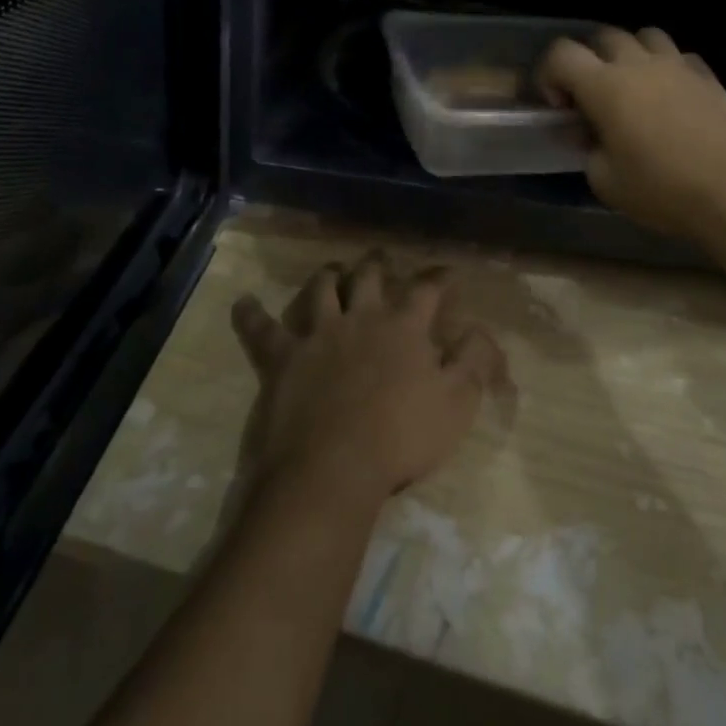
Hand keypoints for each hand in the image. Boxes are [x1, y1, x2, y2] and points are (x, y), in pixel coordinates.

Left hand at [229, 251, 507, 505]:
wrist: (334, 466)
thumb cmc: (402, 437)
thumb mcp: (456, 403)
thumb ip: (473, 361)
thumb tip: (482, 330)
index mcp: (404, 326)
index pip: (427, 289)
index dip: (439, 277)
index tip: (447, 274)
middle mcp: (361, 317)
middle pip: (370, 276)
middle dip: (379, 263)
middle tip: (382, 259)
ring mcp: (318, 333)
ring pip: (321, 289)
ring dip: (328, 276)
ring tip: (333, 271)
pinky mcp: (282, 356)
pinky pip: (262, 328)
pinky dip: (251, 314)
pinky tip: (244, 303)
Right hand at [539, 26, 725, 240]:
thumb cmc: (661, 190)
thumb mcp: (605, 181)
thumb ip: (587, 150)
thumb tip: (586, 135)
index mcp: (604, 86)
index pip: (561, 53)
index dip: (549, 74)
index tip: (558, 107)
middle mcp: (638, 64)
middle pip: (603, 37)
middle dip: (588, 61)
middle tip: (591, 97)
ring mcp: (677, 65)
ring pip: (644, 36)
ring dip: (629, 55)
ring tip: (632, 88)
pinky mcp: (708, 76)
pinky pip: (679, 56)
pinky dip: (666, 68)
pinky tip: (669, 97)